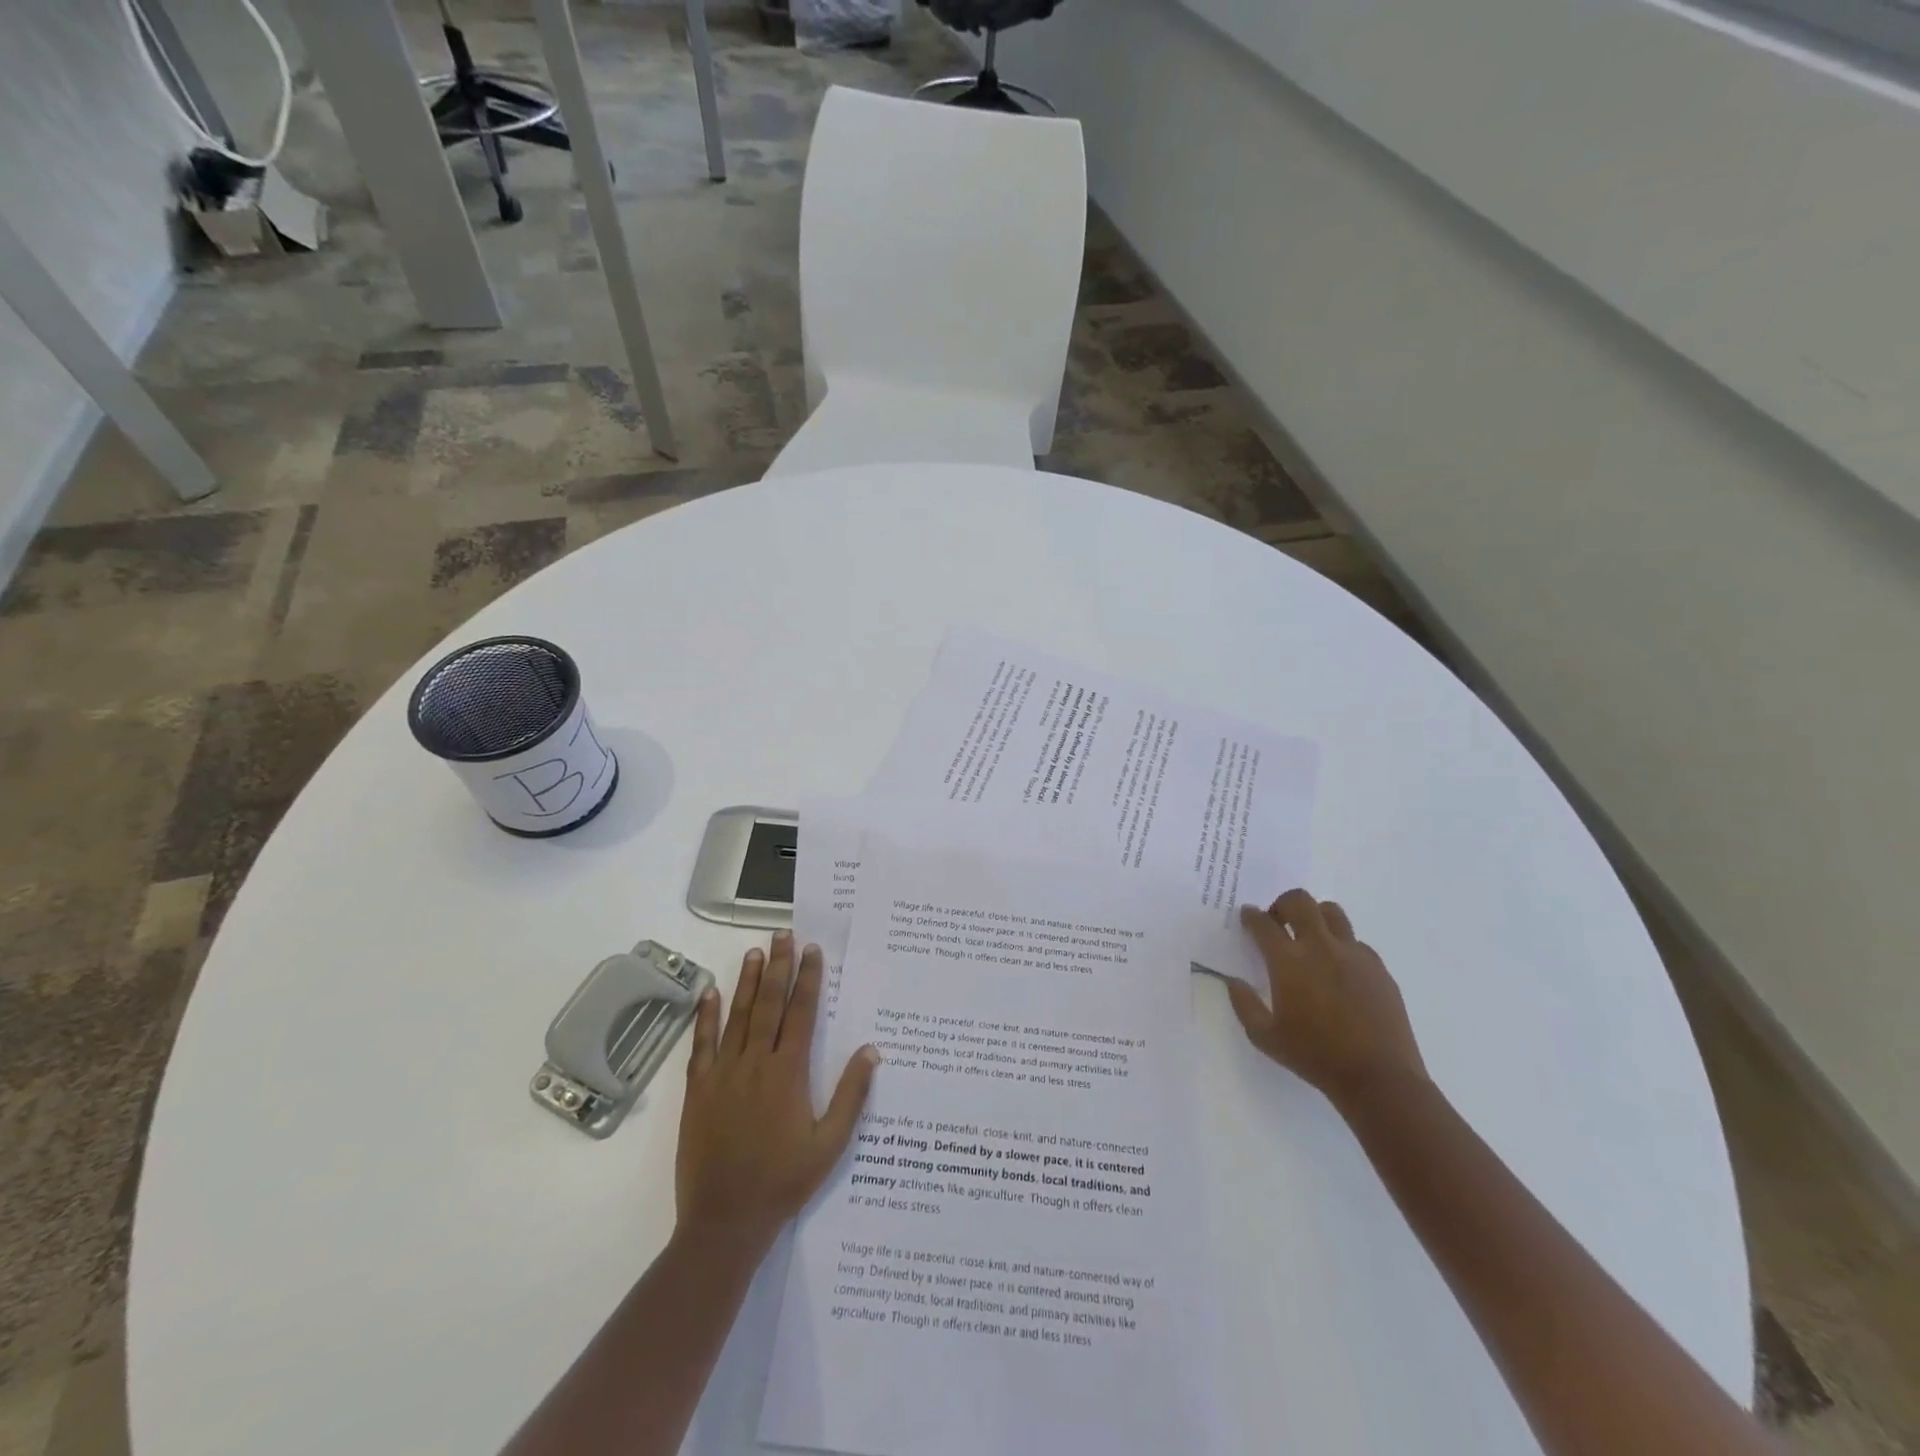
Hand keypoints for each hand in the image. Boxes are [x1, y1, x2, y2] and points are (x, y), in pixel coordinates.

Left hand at [675, 932, 878, 1260]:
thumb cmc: (783, 1182)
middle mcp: (755, 1063)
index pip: (800, 1013)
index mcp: (788, 1073)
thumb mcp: (829, 1145)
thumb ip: (851, 1095)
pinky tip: (710, 993)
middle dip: (779, 966)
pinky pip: (701, 1045)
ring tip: (755, 952)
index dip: (808, 979)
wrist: (724, 1221)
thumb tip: (872, 1050)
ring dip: (748, 982)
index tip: (812, 951)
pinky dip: (706, 1016)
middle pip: (769, 1004)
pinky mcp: (698, 1091)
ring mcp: (722, 1075)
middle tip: (784, 935)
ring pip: (737, 1016)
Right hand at [1229, 891, 1426, 1107]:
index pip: (1263, 923)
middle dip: (1282, 904)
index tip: (1247, 916)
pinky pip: (1356, 942)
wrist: (1379, 1078)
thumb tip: (1233, 981)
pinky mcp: (1378, 967)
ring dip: (1315, 916)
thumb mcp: (1265, 1037)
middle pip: (1300, 901)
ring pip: (1332, 912)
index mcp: (1288, 961)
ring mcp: (1353, 954)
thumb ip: (1244, 1004)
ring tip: (1310, 937)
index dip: (1251, 916)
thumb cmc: (1315, 1057)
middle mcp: (1320, 947)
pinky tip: (1338, 969)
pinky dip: (1341, 945)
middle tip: (1278, 921)